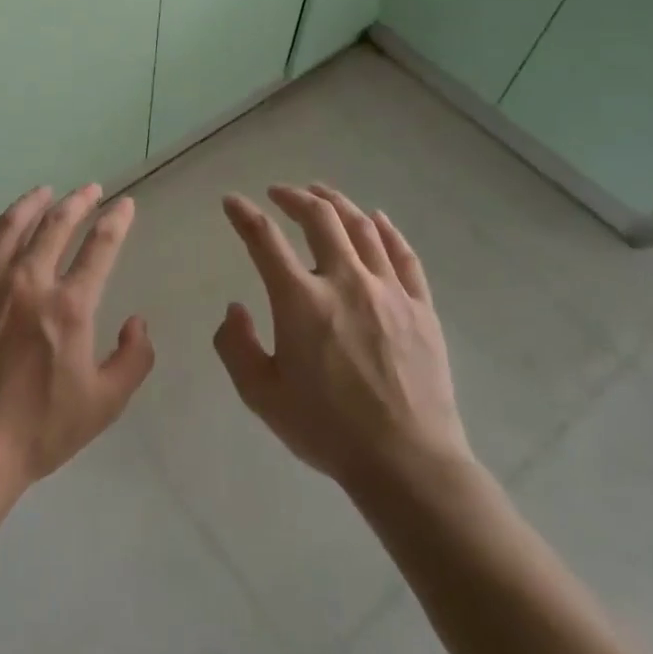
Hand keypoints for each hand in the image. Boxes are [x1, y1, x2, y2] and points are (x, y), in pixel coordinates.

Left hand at [0, 185, 154, 497]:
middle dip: (77, 202)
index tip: (124, 204)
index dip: (116, 220)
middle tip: (89, 190)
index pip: (100, 246)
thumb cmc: (38, 430)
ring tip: (43, 192)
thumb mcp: (104, 404)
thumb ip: (133, 359)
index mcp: (68, 306)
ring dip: (30, 204)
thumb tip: (138, 322)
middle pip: (55, 225)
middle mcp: (27, 282)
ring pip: (9, 227)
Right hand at [214, 183, 473, 496]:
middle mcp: (344, 281)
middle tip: (279, 192)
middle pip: (319, 218)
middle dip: (294, 197)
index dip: (243, 215)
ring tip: (321, 193)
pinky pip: (403, 254)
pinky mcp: (420, 306)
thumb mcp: (261, 395)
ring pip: (362, 227)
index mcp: (300, 301)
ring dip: (337, 203)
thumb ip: (236, 346)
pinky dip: (386, 230)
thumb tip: (235, 307)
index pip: (264, 240)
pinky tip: (377, 219)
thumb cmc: (327, 429)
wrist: (406, 461)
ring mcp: (388, 290)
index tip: (232, 202)